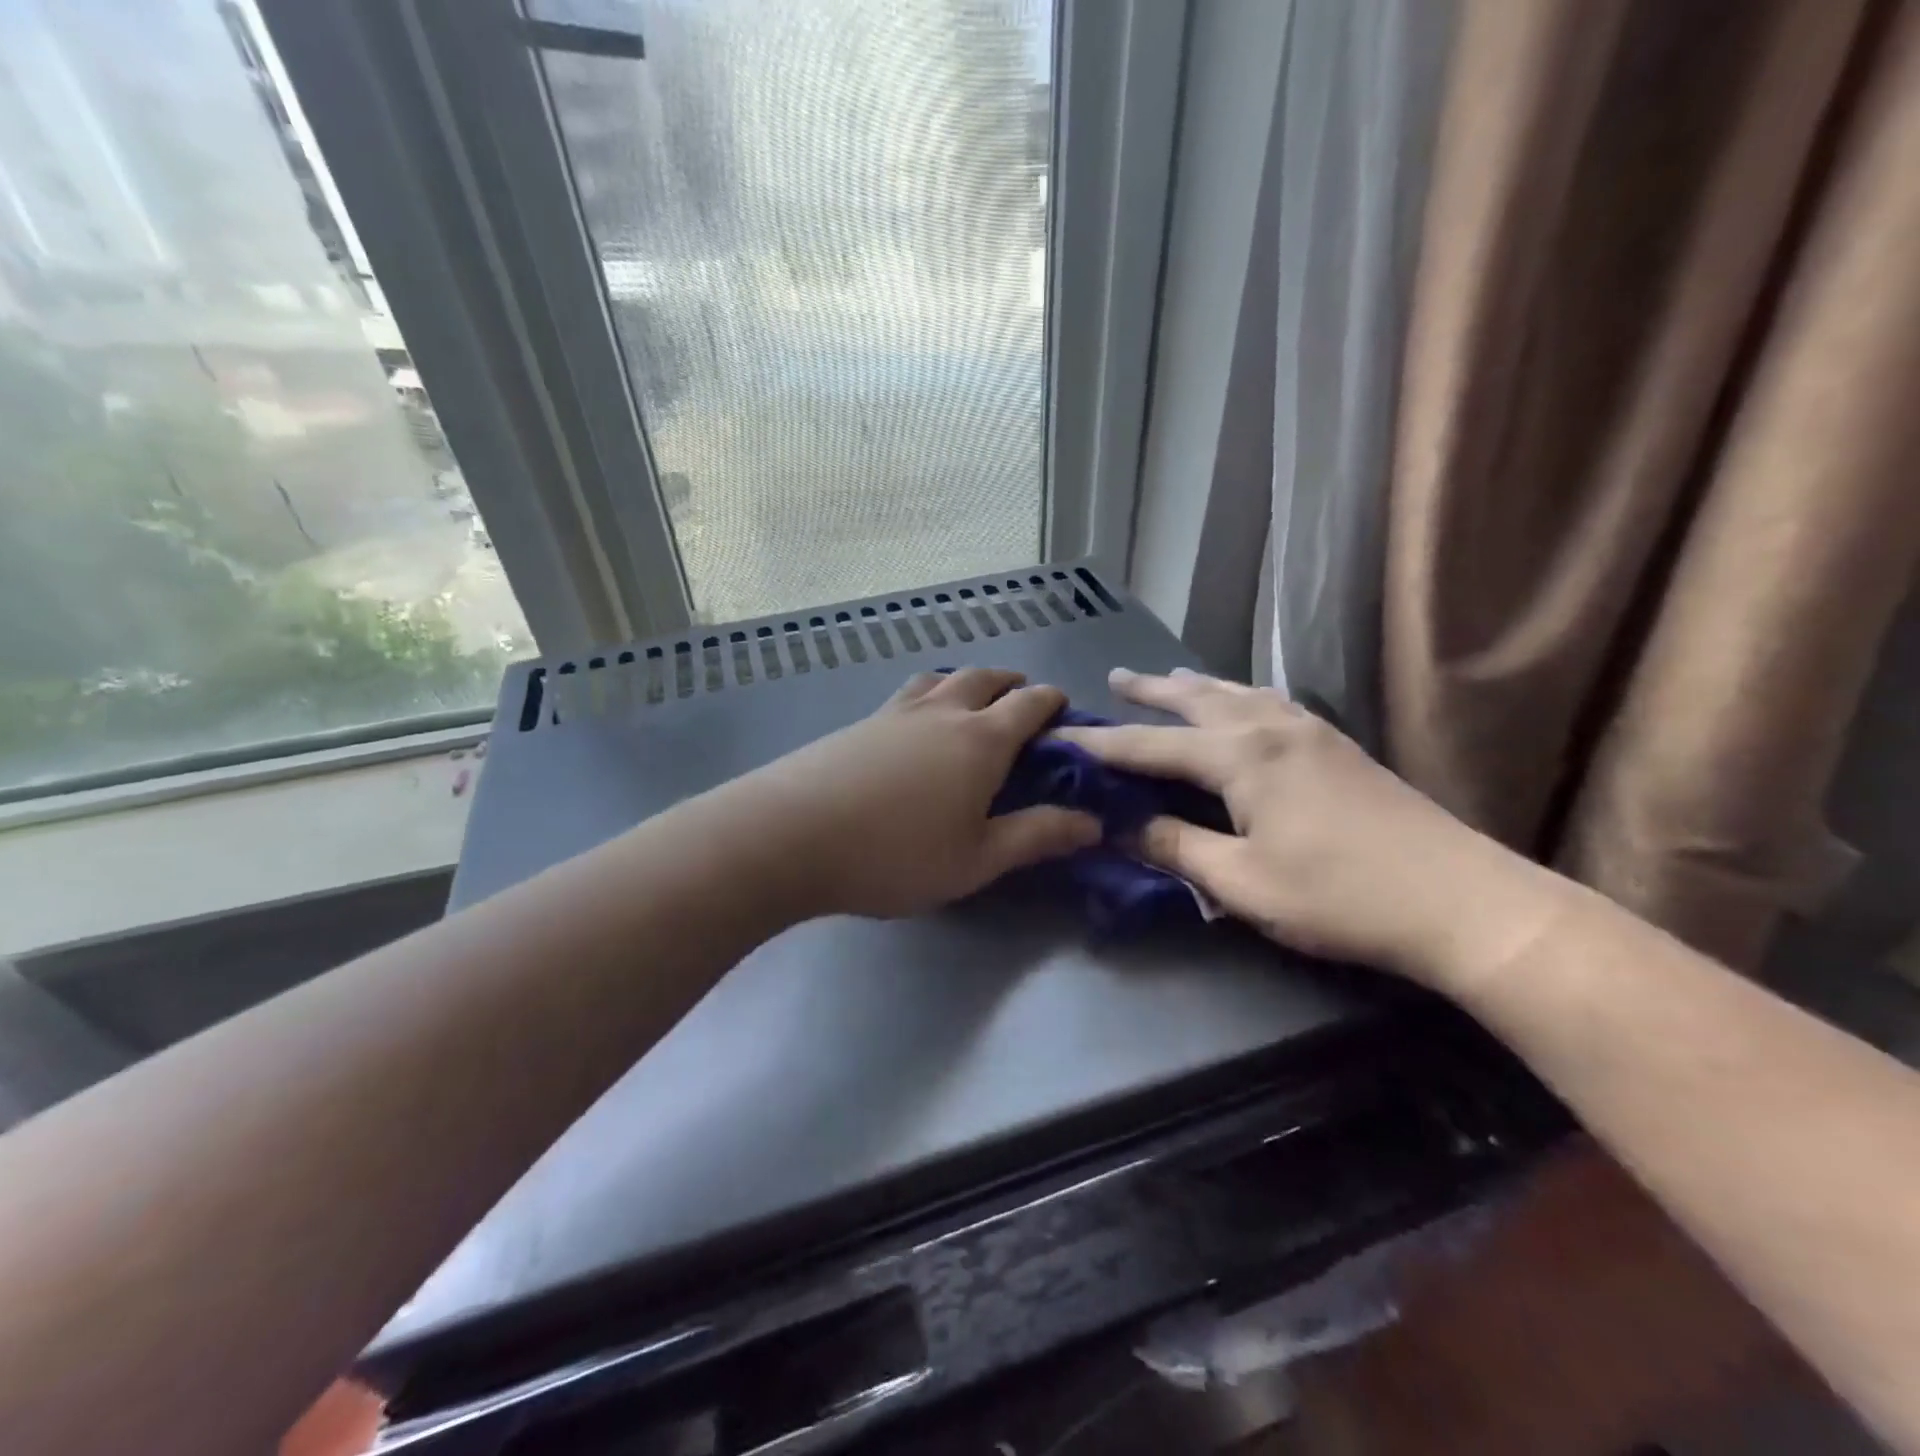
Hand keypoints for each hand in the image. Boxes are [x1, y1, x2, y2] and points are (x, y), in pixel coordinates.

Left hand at [726, 667, 1100, 920]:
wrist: (791, 835)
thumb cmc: (895, 854)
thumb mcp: (977, 859)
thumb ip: (1036, 836)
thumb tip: (1093, 822)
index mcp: (981, 740)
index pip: (1029, 704)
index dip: (1052, 702)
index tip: (1064, 710)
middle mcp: (942, 713)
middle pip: (984, 678)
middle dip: (1011, 683)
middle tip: (1022, 699)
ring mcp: (895, 713)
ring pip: (940, 678)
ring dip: (965, 682)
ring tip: (970, 700)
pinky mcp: (858, 724)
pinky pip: (906, 695)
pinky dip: (927, 696)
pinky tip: (914, 725)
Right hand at [1058, 669, 1563, 988]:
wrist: (1461, 901)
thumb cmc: (1340, 896)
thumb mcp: (1241, 882)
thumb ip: (1177, 847)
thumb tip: (1122, 826)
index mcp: (1241, 757)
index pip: (1152, 746)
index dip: (1103, 744)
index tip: (1063, 734)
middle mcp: (1271, 728)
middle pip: (1196, 699)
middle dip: (1150, 691)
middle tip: (1115, 677)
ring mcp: (1311, 731)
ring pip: (1238, 694)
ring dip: (1197, 686)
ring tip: (1171, 679)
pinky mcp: (1338, 745)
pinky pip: (1271, 703)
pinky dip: (1240, 696)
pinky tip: (1245, 704)